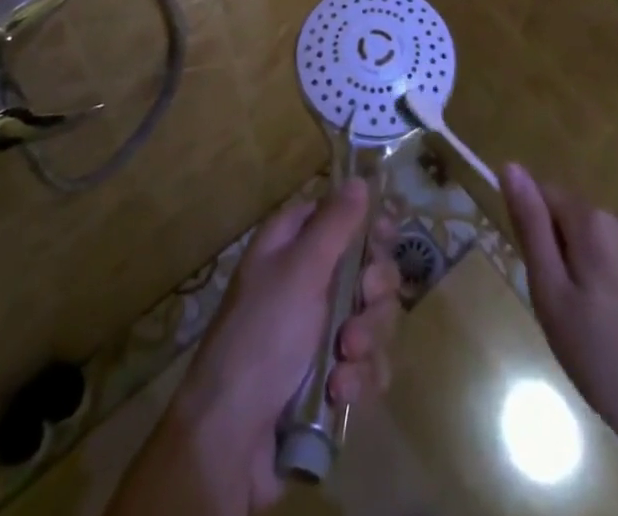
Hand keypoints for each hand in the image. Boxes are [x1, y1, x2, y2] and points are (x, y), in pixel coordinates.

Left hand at [171, 179, 402, 510]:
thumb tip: (359, 180)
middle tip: (360, 305)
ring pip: (373, 318)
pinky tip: (339, 392)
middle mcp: (308, 281)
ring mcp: (320, 331)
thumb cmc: (263, 335)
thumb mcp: (299, 270)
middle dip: (373, 293)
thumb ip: (335, 224)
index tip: (385, 237)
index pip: (341, 216)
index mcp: (293, 245)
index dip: (368, 225)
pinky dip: (359, 378)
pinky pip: (367, 364)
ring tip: (343, 360)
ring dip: (366, 341)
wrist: (233, 438)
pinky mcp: (331, 375)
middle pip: (368, 268)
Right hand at [499, 162, 617, 453]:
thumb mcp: (552, 297)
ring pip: (607, 241)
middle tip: (571, 313)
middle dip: (568, 254)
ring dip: (597, 269)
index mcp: (595, 222)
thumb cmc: (605, 361)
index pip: (547, 195)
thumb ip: (531, 227)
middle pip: (579, 220)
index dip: (537, 231)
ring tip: (603, 327)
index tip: (544, 277)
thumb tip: (511, 167)